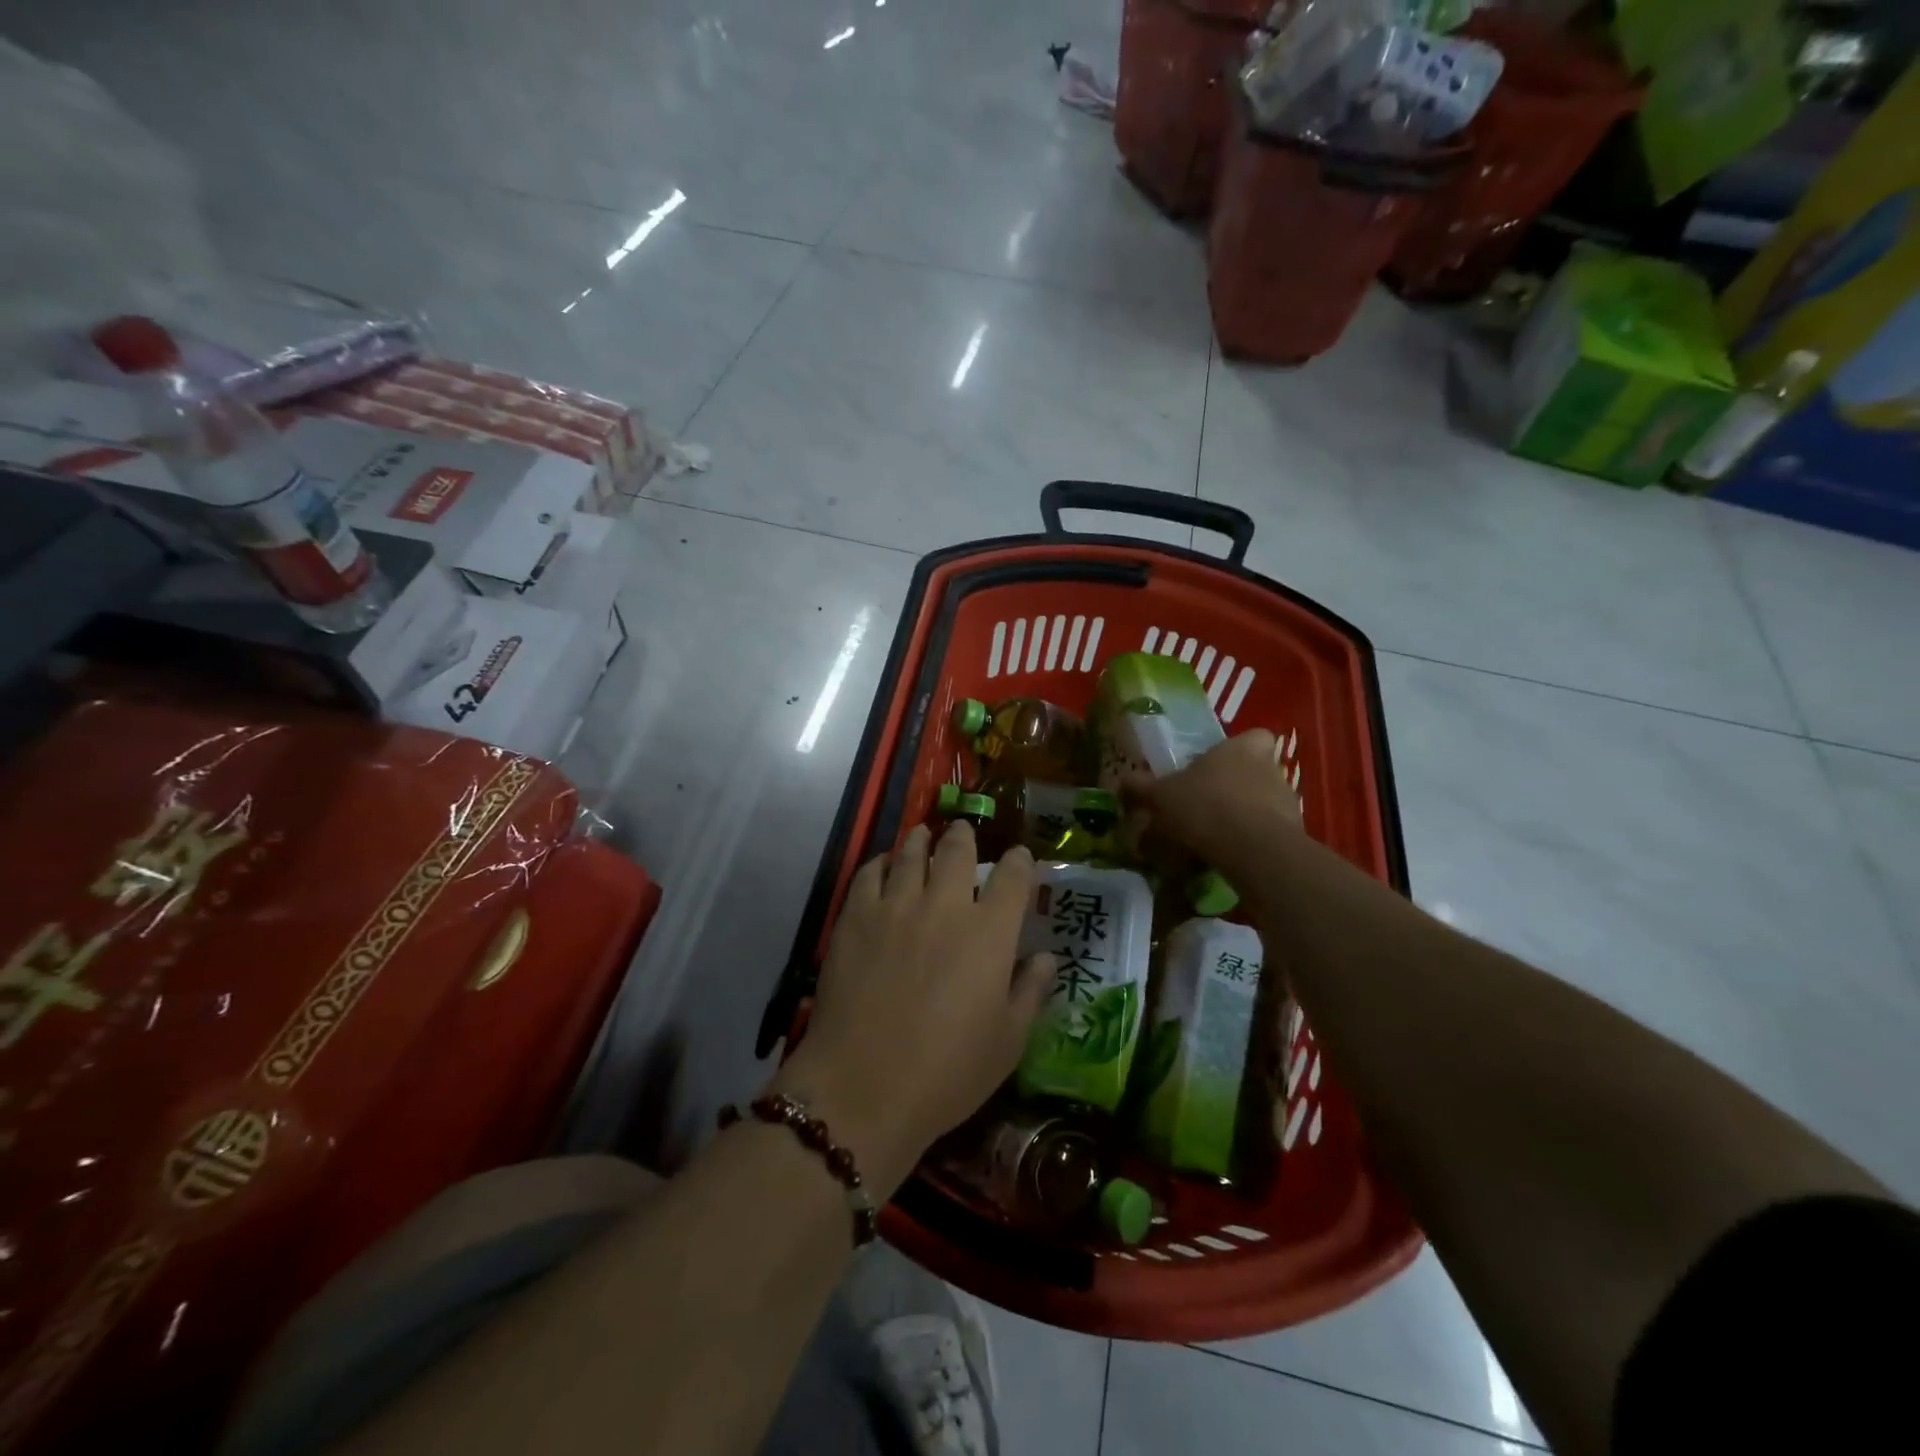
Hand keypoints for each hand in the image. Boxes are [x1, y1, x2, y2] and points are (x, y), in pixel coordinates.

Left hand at [772, 822, 1053, 1195]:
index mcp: (990, 933)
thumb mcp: (1007, 1042)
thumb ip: (1030, 992)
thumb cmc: (947, 1072)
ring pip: (911, 854)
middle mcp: (945, 906)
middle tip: (963, 832)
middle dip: (964, 837)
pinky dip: (880, 863)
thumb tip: (1045, 958)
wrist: (863, 1086)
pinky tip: (883, 866)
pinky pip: (869, 874)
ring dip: (921, 840)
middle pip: (957, 851)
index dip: (1019, 861)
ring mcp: (896, 906)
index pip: (1013, 878)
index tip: (1020, 857)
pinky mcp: (855, 917)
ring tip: (923, 835)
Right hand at [1120, 729, 1300, 870]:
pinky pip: (1268, 834)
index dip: (1238, 749)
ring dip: (1244, 816)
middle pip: (1256, 772)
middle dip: (1235, 787)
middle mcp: (1271, 768)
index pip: (1254, 737)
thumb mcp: (1162, 796)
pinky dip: (1251, 843)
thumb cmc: (1205, 805)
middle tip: (1206, 805)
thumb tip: (1122, 780)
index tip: (1216, 766)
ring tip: (1213, 838)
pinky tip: (1227, 858)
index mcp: (1242, 748)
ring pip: (1264, 804)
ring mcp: (1288, 802)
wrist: (1252, 849)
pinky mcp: (1295, 835)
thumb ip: (1143, 787)